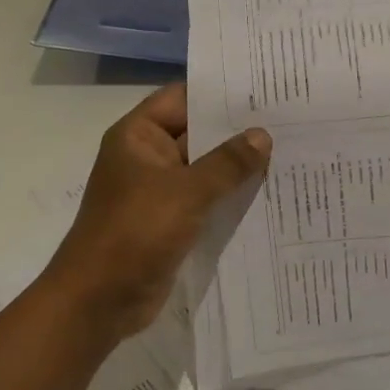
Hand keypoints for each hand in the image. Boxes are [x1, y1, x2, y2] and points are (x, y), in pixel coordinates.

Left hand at [42, 84, 269, 342]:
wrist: (99, 300)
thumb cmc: (135, 233)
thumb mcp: (186, 192)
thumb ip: (227, 163)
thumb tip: (262, 136)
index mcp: (139, 136)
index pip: (183, 97)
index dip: (221, 92)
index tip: (266, 88)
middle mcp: (149, 157)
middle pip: (198, 132)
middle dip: (239, 130)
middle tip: (290, 121)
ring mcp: (160, 191)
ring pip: (206, 169)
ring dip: (239, 166)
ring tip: (291, 152)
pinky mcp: (171, 221)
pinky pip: (206, 200)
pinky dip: (231, 196)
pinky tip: (270, 193)